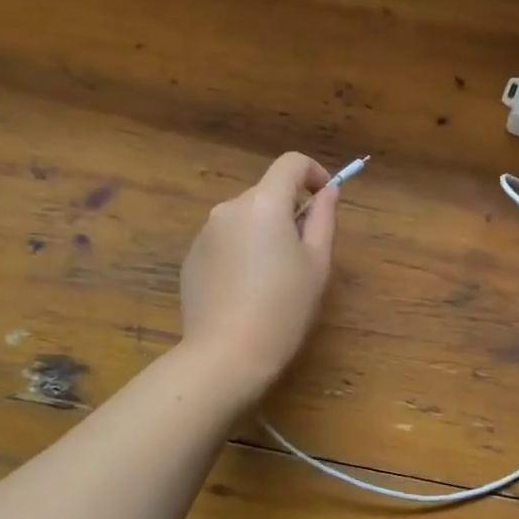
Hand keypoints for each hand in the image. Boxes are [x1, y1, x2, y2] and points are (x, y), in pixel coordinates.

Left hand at [177, 152, 339, 392]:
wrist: (225, 355)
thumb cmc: (283, 308)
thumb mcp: (317, 263)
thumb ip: (323, 218)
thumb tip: (327, 191)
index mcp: (264, 203)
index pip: (291, 163)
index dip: (313, 172)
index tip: (324, 199)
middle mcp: (229, 208)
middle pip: (267, 192)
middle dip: (289, 210)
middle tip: (304, 252)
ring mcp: (205, 233)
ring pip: (245, 217)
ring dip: (264, 231)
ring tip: (275, 277)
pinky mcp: (191, 258)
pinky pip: (225, 240)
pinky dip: (241, 250)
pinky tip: (246, 290)